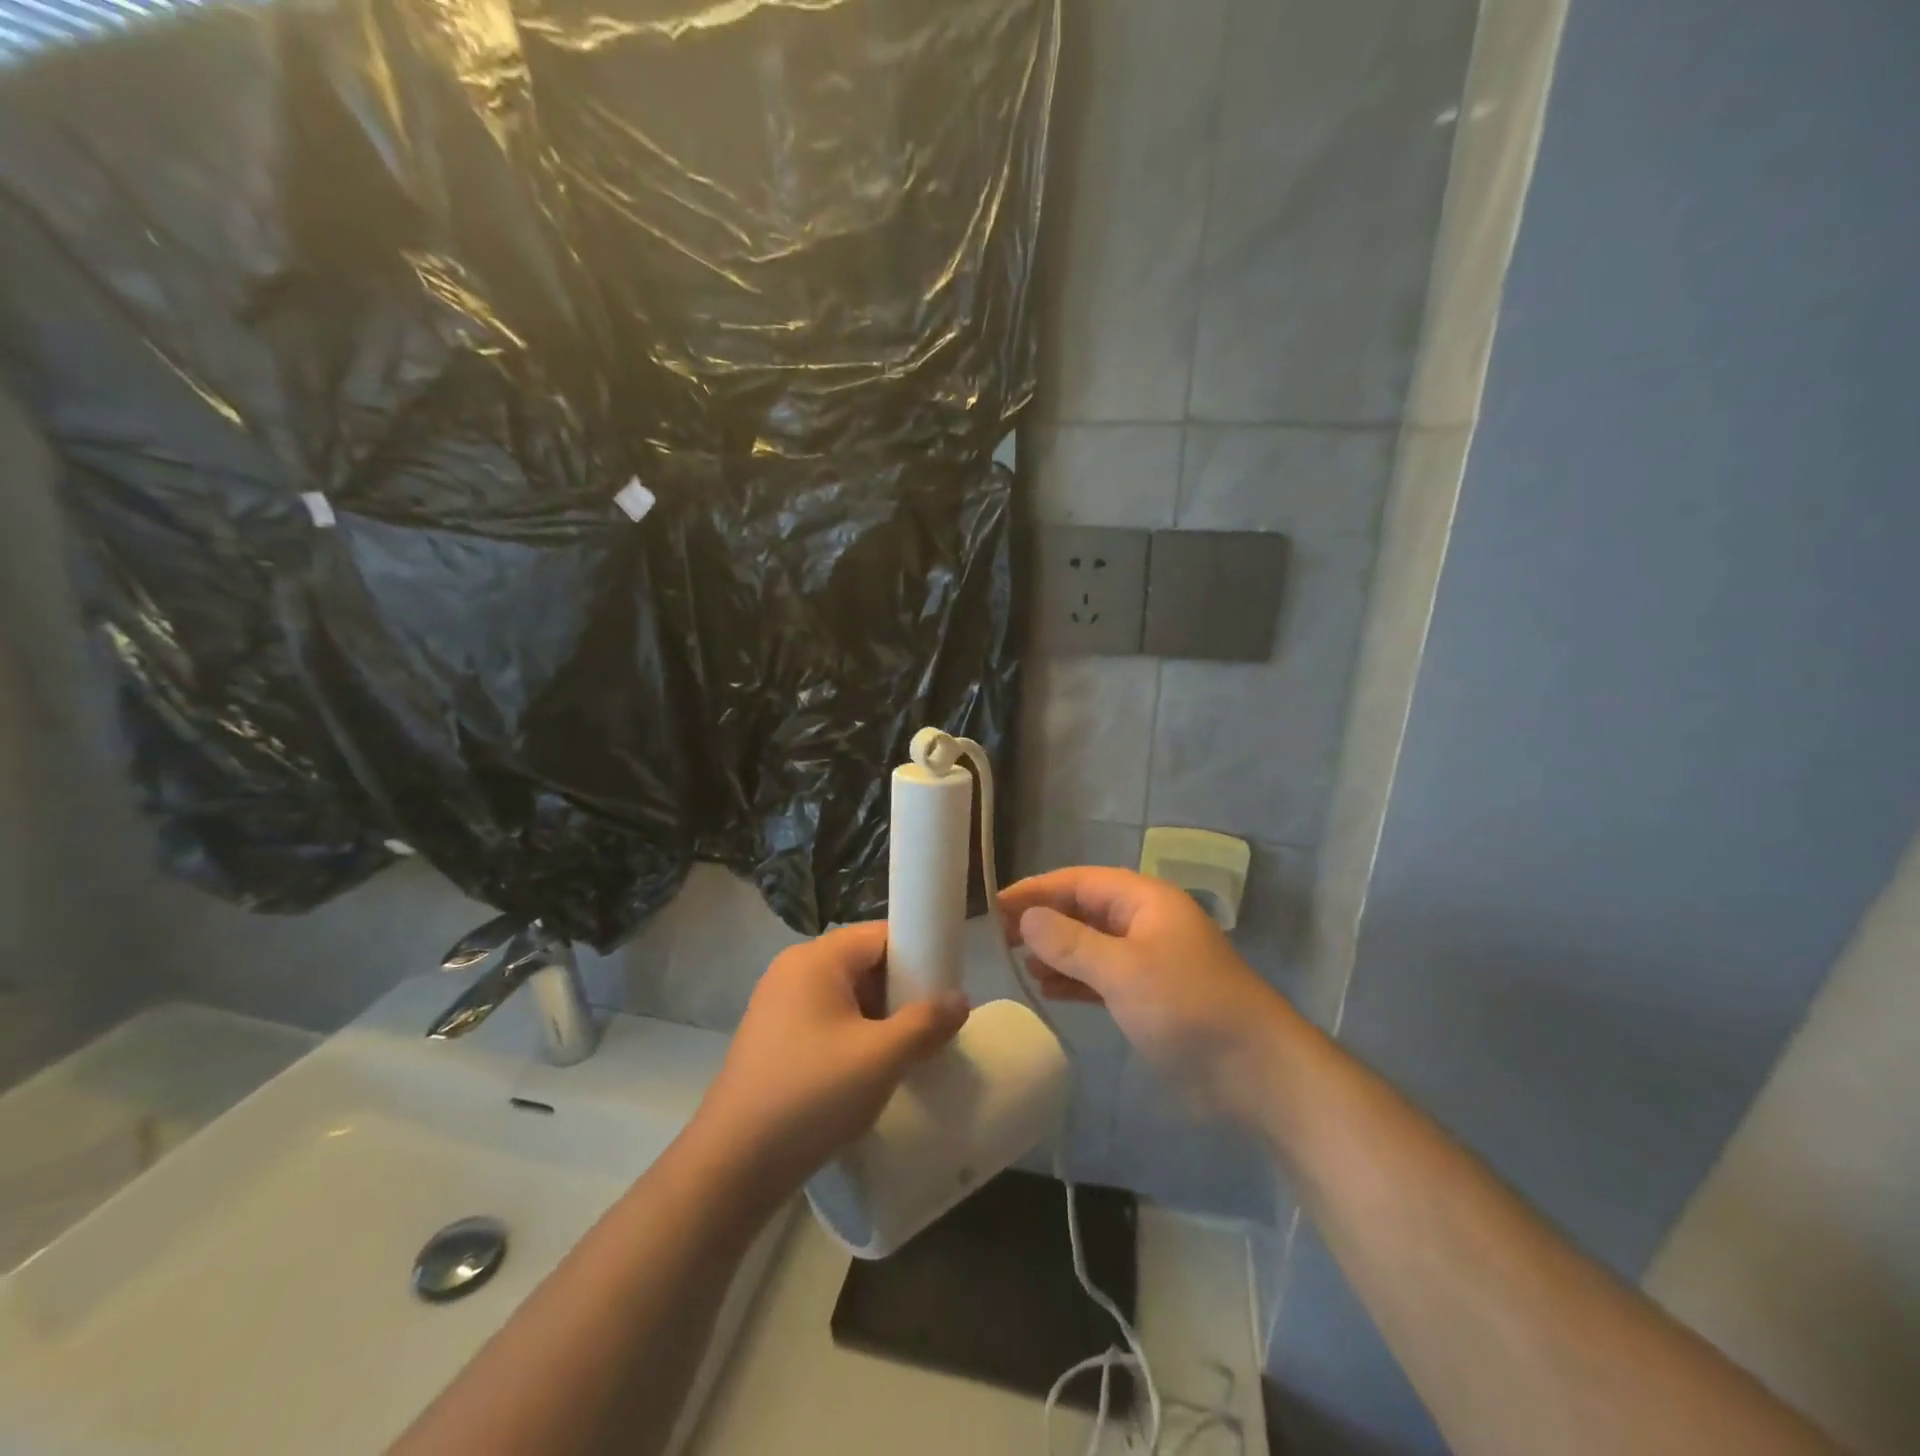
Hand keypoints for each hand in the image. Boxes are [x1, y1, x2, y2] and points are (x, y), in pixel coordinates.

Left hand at [687, 922, 968, 1208]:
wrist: (733, 1165)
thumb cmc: (812, 1096)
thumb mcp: (882, 1058)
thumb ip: (927, 1023)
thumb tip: (960, 998)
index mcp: (816, 959)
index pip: (880, 935)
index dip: (918, 955)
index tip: (945, 989)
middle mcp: (792, 971)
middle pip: (863, 963)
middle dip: (900, 992)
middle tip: (928, 1029)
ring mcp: (777, 1005)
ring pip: (846, 995)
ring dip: (878, 1019)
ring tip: (903, 1055)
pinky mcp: (771, 1038)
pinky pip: (825, 1020)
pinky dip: (852, 1036)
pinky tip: (866, 1073)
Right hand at [1000, 867, 1293, 1124]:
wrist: (1256, 1071)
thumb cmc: (1188, 1007)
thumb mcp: (1123, 971)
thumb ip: (1071, 943)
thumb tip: (1026, 917)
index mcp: (1144, 900)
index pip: (1078, 882)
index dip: (1036, 891)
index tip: (994, 906)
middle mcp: (1145, 921)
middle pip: (1083, 910)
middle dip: (1044, 921)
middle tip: (998, 938)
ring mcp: (1149, 960)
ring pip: (1091, 945)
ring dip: (1056, 952)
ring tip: (1020, 965)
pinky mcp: (1150, 996)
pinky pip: (1102, 976)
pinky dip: (1075, 980)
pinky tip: (1049, 988)